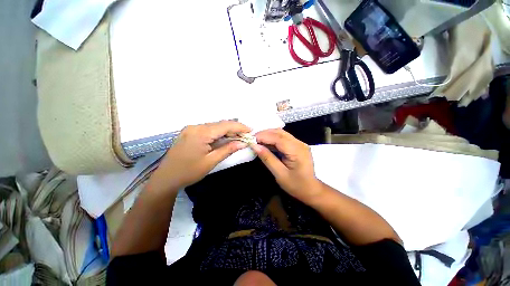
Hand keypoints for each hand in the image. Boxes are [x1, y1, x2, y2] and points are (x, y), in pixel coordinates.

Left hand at [152, 121, 250, 190]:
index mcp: (201, 133)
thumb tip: (243, 143)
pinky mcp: (189, 132)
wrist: (166, 178)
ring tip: (238, 137)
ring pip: (214, 126)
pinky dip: (218, 133)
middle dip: (234, 129)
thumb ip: (228, 149)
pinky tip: (224, 138)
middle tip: (246, 135)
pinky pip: (208, 129)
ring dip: (227, 131)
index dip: (239, 127)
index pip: (225, 125)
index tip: (251, 130)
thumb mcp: (211, 161)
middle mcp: (195, 126)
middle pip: (220, 124)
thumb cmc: (189, 172)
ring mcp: (191, 128)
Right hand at [252, 129, 321, 202]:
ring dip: (268, 135)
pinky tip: (266, 144)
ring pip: (281, 134)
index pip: (278, 138)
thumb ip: (267, 158)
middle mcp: (300, 143)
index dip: (263, 136)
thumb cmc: (296, 185)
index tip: (251, 139)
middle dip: (265, 134)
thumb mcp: (280, 174)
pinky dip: (273, 139)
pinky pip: (283, 138)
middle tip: (252, 140)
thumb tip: (255, 146)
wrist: (311, 190)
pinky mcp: (297, 146)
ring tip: (257, 141)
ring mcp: (300, 143)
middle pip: (280, 133)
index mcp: (297, 151)